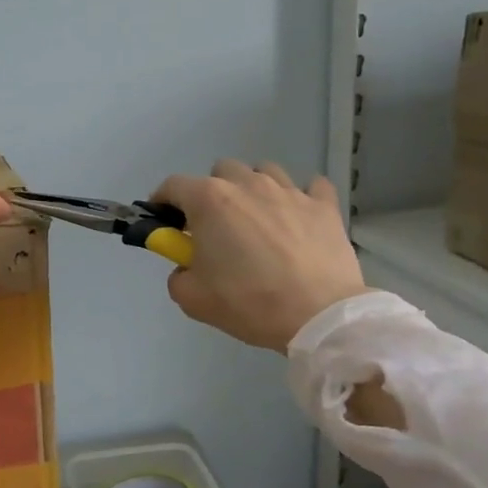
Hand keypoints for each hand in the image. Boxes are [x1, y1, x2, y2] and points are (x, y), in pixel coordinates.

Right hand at [151, 160, 365, 351]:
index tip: (165, 223)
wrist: (317, 316)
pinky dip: (301, 198)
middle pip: (221, 171)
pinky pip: (311, 187)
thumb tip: (189, 266)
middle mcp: (247, 184)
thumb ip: (179, 273)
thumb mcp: (191, 298)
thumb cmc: (247, 302)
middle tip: (215, 227)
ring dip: (254, 190)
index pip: (173, 186)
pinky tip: (298, 217)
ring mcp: (289, 191)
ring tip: (258, 220)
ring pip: (264, 172)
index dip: (163, 202)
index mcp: (209, 200)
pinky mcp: (324, 206)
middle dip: (212, 193)